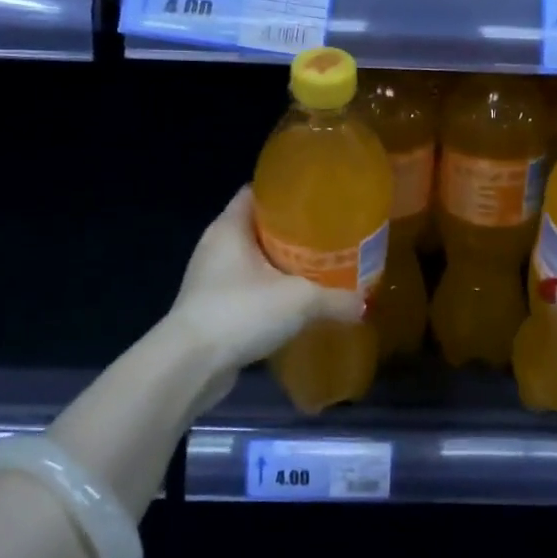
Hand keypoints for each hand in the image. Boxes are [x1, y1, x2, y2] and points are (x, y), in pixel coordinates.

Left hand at [167, 186, 364, 377]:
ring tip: (316, 268)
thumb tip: (365, 305)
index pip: (256, 192)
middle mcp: (216, 245)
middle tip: (327, 236)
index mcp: (230, 227)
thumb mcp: (300, 301)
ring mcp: (209, 278)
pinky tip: (293, 302)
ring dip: (279, 263)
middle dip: (291, 231)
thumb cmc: (240, 312)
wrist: (191, 365)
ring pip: (252, 259)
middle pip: (257, 226)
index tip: (317, 200)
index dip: (286, 192)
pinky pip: (245, 288)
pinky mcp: (210, 307)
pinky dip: (268, 291)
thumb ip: (337, 298)